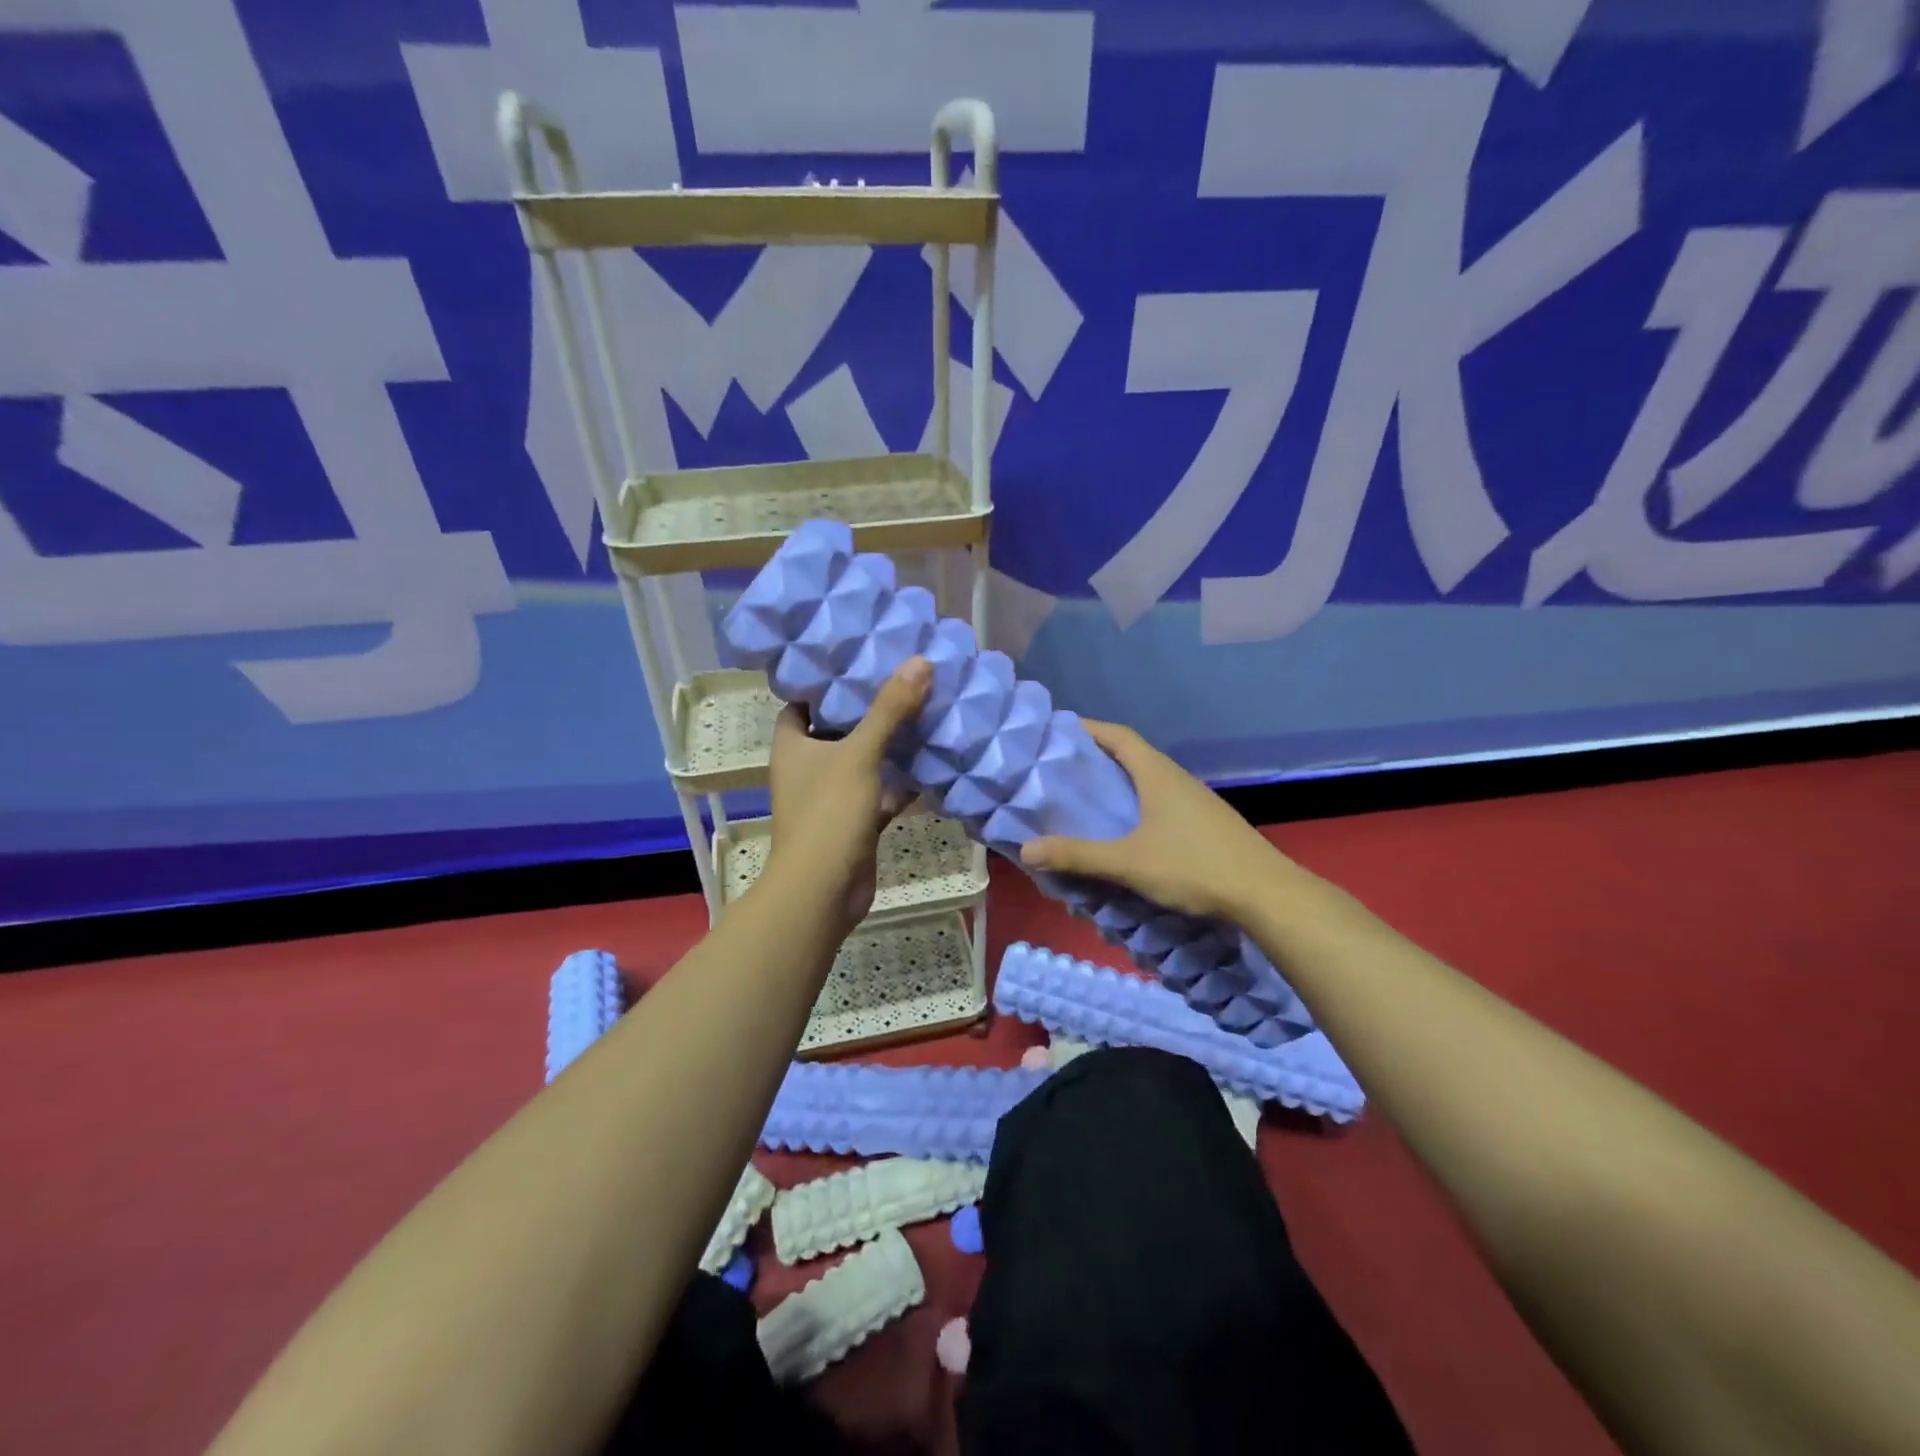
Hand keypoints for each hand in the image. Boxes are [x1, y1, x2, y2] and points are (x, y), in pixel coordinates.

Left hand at [764, 657, 931, 934]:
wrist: (824, 890)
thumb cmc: (829, 813)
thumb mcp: (859, 754)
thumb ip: (889, 710)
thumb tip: (920, 661)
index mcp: (793, 744)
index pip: (804, 701)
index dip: (828, 681)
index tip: (861, 659)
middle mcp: (808, 766)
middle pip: (839, 728)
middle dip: (870, 709)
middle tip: (905, 679)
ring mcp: (832, 796)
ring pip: (864, 761)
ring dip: (890, 744)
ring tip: (925, 711)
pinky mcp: (855, 821)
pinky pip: (881, 791)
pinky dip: (902, 781)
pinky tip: (932, 761)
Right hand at [1019, 719, 1291, 922]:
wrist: (1265, 894)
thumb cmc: (1193, 866)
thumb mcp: (1128, 862)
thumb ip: (1078, 856)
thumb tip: (1026, 850)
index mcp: (1157, 774)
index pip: (1118, 735)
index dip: (1088, 728)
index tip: (1058, 731)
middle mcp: (1176, 779)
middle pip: (1131, 755)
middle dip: (1096, 758)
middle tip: (1061, 770)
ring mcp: (1195, 800)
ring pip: (1148, 780)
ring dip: (1118, 784)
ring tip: (1088, 800)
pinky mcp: (1205, 823)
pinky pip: (1161, 801)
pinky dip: (1137, 805)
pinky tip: (1127, 831)